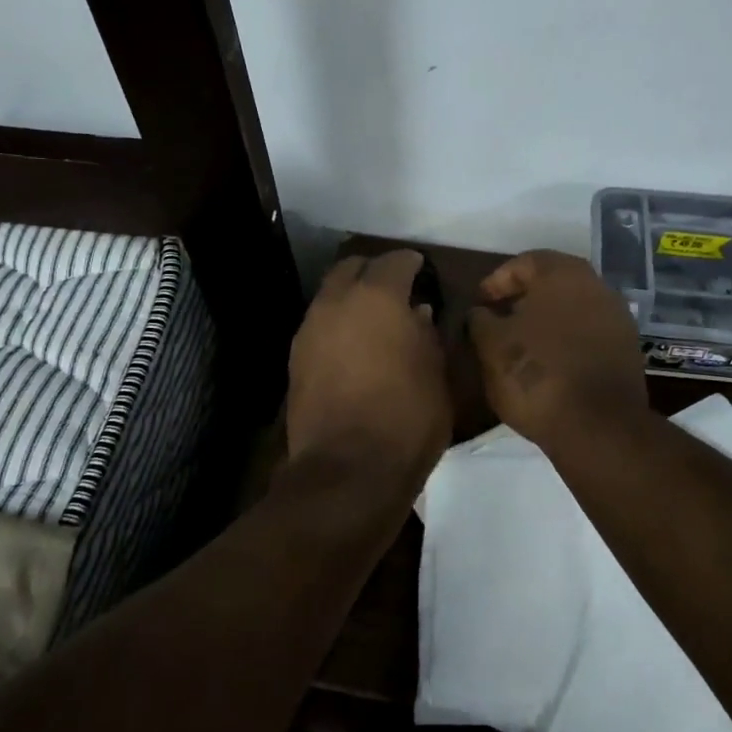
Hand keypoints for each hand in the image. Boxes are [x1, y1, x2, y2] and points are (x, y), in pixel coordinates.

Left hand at [287, 250, 452, 489]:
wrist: (348, 470)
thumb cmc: (408, 417)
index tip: (422, 272)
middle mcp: (337, 302)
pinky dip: (337, 324)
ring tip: (374, 319)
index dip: (411, 264)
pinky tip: (354, 346)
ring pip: (330, 295)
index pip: (395, 261)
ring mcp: (310, 330)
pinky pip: (319, 325)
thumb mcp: (436, 373)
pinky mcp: (295, 359)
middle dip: (374, 271)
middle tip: (395, 288)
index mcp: (378, 297)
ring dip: (351, 298)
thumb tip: (417, 314)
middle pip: (352, 268)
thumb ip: (427, 335)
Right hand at [467, 251, 647, 449]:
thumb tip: (480, 313)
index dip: (497, 281)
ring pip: (573, 308)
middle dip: (523, 299)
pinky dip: (567, 341)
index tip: (479, 304)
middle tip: (498, 321)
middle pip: (553, 283)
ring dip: (546, 320)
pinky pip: (589, 334)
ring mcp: (617, 318)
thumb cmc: (536, 374)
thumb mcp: (491, 346)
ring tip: (521, 345)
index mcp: (563, 274)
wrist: (598, 426)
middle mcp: (597, 286)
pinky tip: (549, 364)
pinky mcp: (627, 350)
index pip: (524, 262)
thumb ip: (480, 320)